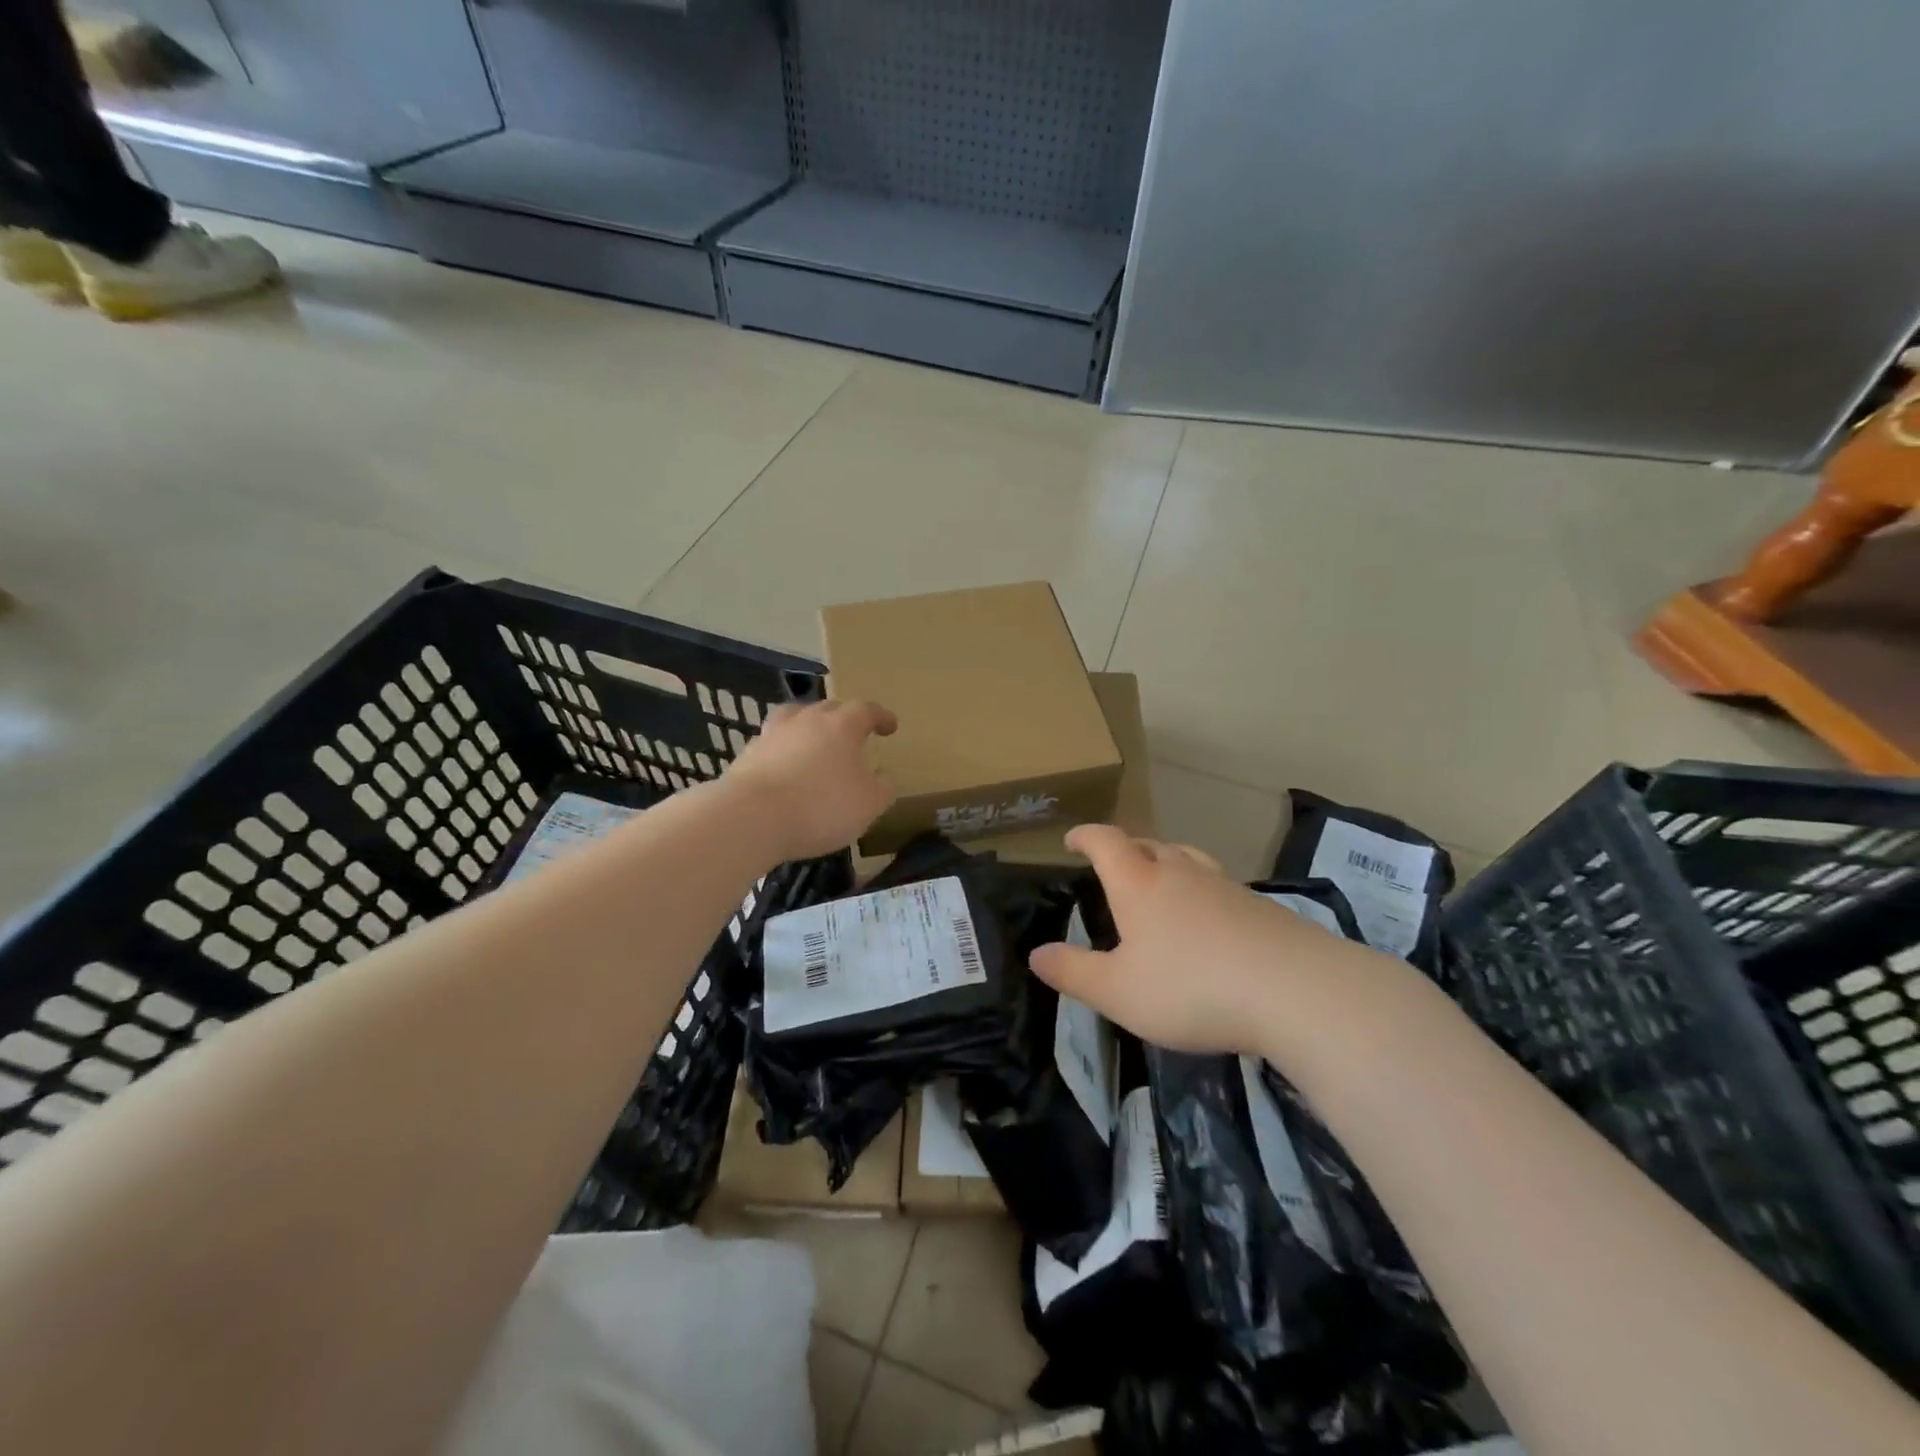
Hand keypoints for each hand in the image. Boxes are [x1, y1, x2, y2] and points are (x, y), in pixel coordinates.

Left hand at [724, 699, 897, 861]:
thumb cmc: (821, 807)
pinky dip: (784, 749)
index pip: (866, 710)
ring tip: (814, 741)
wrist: (752, 817)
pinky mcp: (748, 754)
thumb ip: (882, 788)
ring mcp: (774, 734)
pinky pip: (774, 743)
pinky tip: (786, 767)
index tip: (890, 726)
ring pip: (796, 717)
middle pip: (829, 708)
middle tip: (854, 733)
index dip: (881, 717)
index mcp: (842, 726)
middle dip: (845, 717)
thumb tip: (883, 777)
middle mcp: (807, 720)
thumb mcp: (868, 805)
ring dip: (809, 726)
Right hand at [1030, 825, 1370, 1055]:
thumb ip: (1073, 972)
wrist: (1296, 991)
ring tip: (1159, 881)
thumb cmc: (1191, 988)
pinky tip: (1208, 922)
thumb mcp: (1118, 991)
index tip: (1072, 839)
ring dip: (1166, 863)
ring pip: (1187, 859)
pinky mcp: (1260, 907)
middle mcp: (1181, 873)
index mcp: (1139, 883)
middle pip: (1148, 844)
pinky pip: (1218, 886)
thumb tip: (1036, 953)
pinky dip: (1201, 892)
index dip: (1086, 836)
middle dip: (1126, 849)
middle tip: (1114, 864)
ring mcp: (1225, 886)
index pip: (1106, 842)